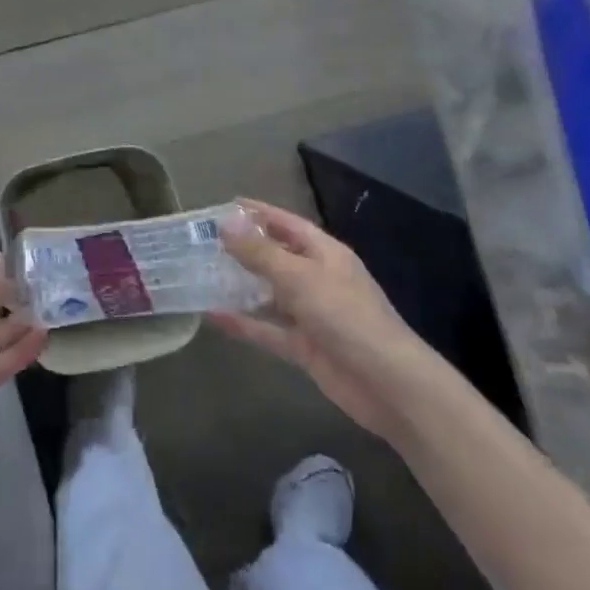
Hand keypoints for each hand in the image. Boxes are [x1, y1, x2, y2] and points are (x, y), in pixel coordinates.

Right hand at [211, 198, 438, 437]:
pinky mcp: (304, 346)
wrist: (387, 384)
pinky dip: (243, 323)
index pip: (288, 224)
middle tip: (203, 241)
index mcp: (325, 254)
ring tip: (202, 274)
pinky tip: (213, 315)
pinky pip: (267, 329)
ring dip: (240, 286)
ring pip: (269, 294)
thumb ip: (260, 252)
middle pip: (276, 257)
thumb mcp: (300, 277)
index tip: (225, 205)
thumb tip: (225, 224)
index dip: (259, 213)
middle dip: (243, 249)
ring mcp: (311, 314)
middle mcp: (318, 279)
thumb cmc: (346, 316)